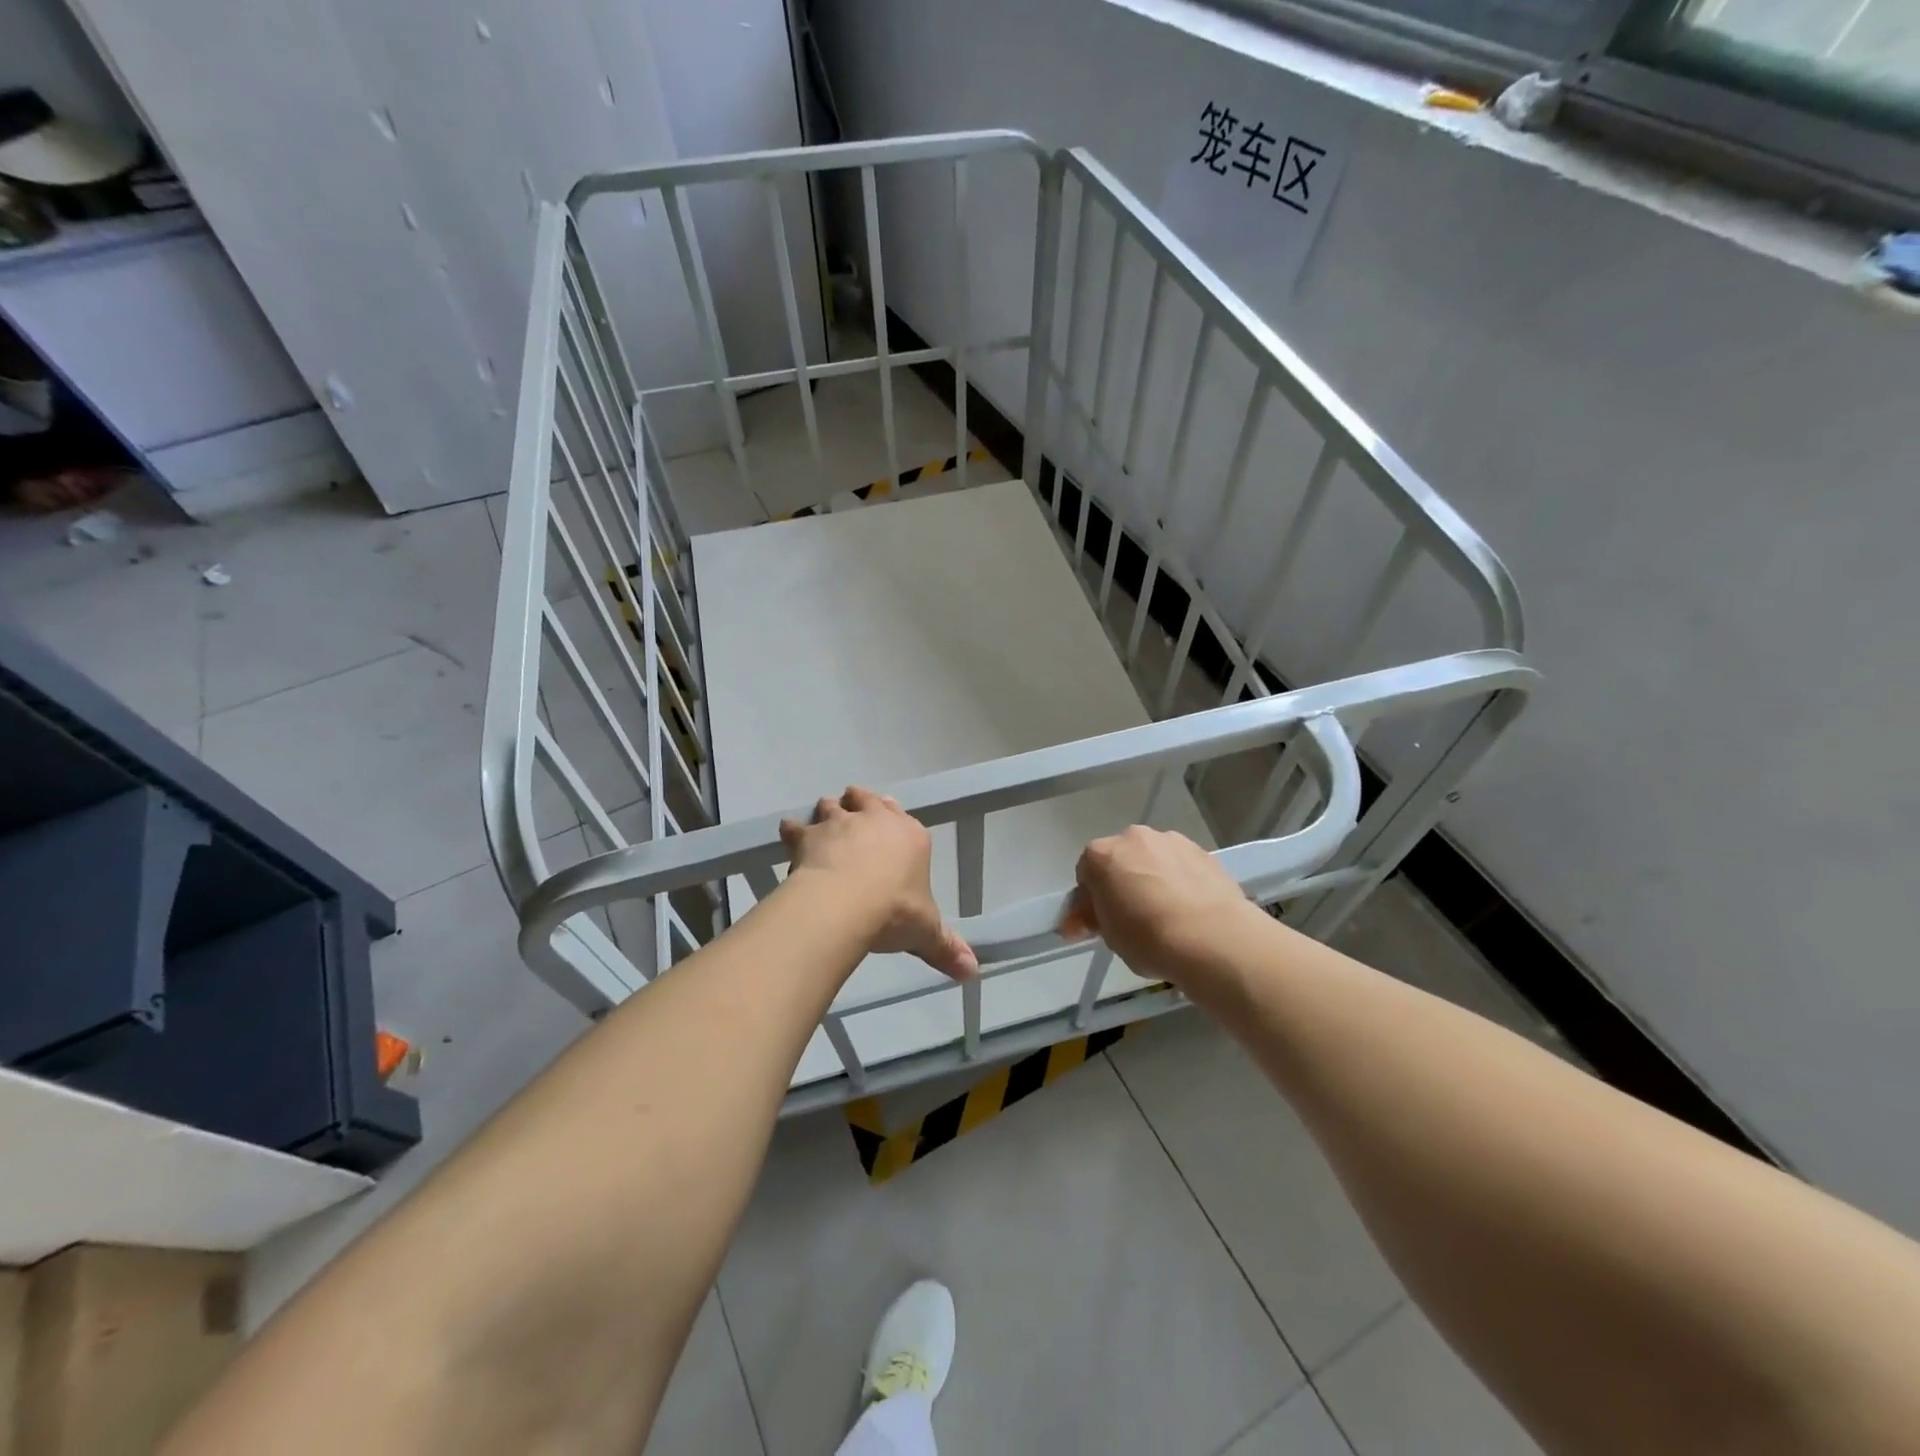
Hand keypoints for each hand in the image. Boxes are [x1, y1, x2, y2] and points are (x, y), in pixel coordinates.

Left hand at [780, 787, 978, 980]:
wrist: (846, 905)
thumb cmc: (895, 913)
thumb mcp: (926, 932)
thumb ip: (946, 948)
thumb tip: (972, 972)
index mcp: (911, 836)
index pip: (903, 816)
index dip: (893, 816)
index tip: (887, 821)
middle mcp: (875, 820)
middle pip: (866, 799)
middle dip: (860, 803)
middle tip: (854, 812)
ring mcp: (840, 824)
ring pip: (831, 805)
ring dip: (828, 812)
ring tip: (823, 826)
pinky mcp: (809, 836)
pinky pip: (796, 826)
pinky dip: (792, 831)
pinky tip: (789, 836)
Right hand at [1062, 826, 1262, 986]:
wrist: (1211, 937)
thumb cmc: (1147, 937)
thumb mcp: (1108, 935)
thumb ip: (1093, 919)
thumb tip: (1081, 920)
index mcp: (1100, 854)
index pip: (1086, 874)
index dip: (1090, 900)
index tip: (1098, 924)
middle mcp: (1133, 837)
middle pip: (1120, 859)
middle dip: (1121, 883)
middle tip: (1131, 918)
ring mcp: (1171, 841)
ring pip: (1153, 859)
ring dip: (1152, 878)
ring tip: (1166, 915)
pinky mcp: (1203, 851)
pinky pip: (1181, 866)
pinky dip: (1180, 880)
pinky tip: (1189, 910)